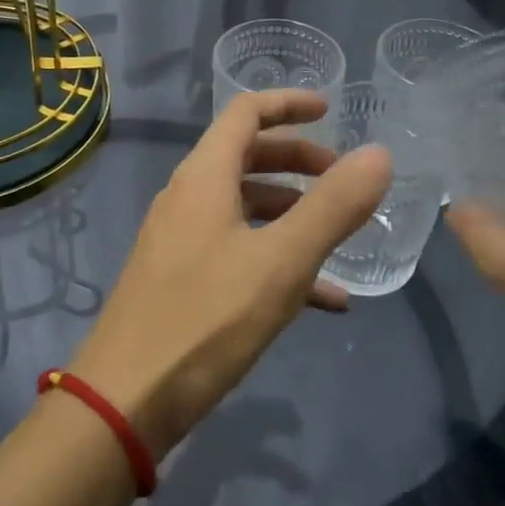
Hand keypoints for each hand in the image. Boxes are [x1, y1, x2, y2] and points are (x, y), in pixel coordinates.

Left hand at [69, 89, 391, 457]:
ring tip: (340, 238)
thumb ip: (332, 207)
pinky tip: (324, 300)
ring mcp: (180, 240)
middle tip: (342, 179)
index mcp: (203, 177)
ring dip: (292, 213)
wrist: (125, 401)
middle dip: (298, 161)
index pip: (245, 113)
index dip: (288, 104)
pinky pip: (238, 252)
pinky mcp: (181, 280)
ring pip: (244, 207)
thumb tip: (379, 154)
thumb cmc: (205, 319)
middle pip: (247, 157)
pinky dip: (278, 259)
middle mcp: (187, 198)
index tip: (331, 111)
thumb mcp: (281, 262)